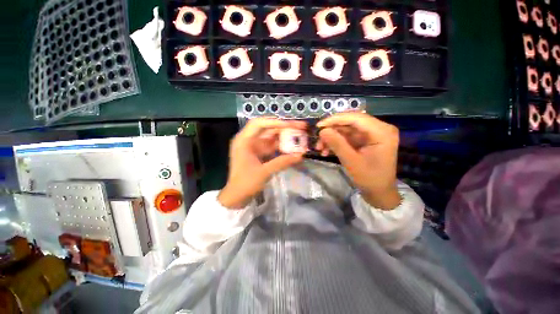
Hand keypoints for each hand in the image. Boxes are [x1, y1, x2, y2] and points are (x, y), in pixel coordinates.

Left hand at [218, 118, 306, 208]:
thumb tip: (301, 155)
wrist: (237, 196)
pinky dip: (282, 145)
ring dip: (285, 136)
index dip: (274, 122)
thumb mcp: (264, 172)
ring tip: (300, 134)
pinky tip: (293, 145)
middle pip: (268, 128)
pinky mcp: (260, 153)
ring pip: (272, 137)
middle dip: (284, 127)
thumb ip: (282, 162)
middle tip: (301, 126)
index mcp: (244, 141)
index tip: (289, 125)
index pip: (259, 124)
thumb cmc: (246, 183)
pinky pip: (272, 146)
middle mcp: (249, 140)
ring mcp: (255, 146)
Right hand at [316, 113, 400, 209]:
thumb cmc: (369, 178)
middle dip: (332, 131)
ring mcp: (372, 134)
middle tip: (318, 139)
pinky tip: (327, 151)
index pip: (356, 118)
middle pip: (350, 122)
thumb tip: (322, 131)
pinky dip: (336, 142)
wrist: (379, 192)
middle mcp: (379, 128)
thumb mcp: (351, 161)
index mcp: (382, 132)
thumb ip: (337, 144)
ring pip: (346, 130)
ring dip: (332, 138)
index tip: (319, 126)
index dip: (335, 119)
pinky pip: (347, 137)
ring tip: (320, 149)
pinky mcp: (365, 140)